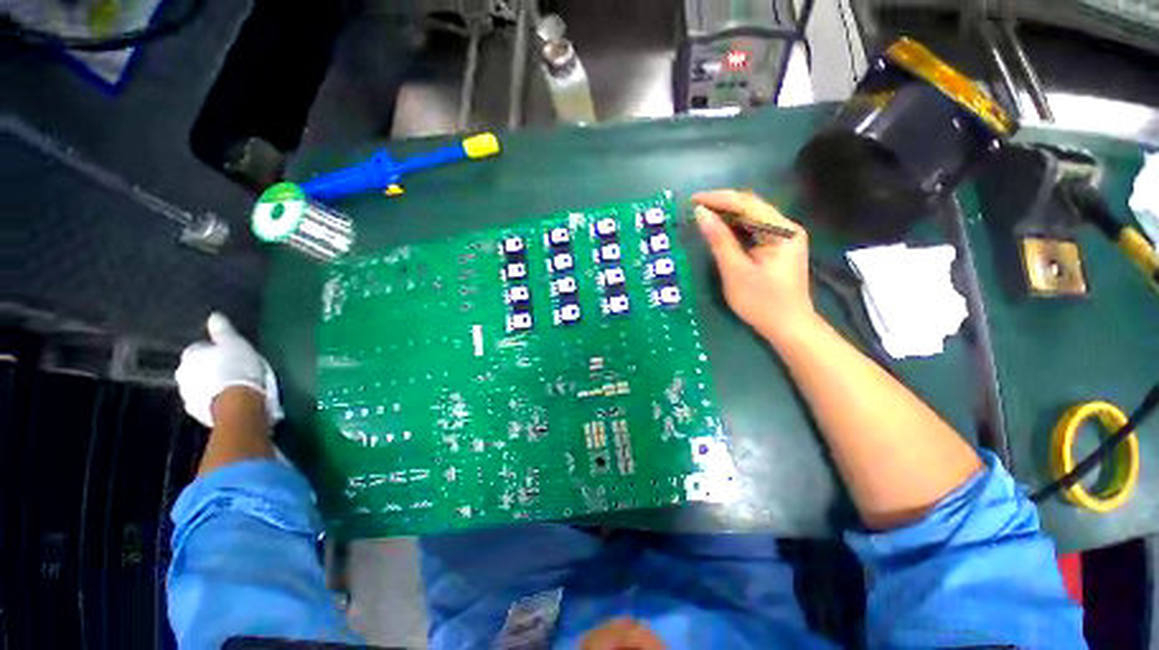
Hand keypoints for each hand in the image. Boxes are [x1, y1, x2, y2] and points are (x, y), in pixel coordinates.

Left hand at [174, 313, 283, 427]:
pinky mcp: (195, 412)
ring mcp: (186, 394)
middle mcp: (182, 373)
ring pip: (199, 385)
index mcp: (190, 354)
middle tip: (231, 371)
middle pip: (196, 368)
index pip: (201, 348)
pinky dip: (212, 399)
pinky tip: (228, 400)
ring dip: (210, 385)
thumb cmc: (237, 368)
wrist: (236, 403)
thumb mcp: (235, 343)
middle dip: (209, 369)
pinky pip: (204, 401)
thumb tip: (213, 316)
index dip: (216, 352)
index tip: (232, 356)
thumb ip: (222, 330)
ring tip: (231, 387)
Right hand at [693, 189, 815, 343]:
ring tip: (702, 216)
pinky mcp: (778, 247)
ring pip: (752, 217)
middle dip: (722, 204)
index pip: (747, 204)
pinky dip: (735, 227)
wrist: (788, 327)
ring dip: (727, 215)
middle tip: (694, 208)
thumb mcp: (735, 271)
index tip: (692, 199)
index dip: (718, 199)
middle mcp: (786, 228)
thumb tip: (700, 213)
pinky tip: (719, 229)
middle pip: (751, 206)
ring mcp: (784, 237)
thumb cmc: (761, 302)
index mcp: (781, 231)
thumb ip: (719, 240)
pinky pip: (754, 229)